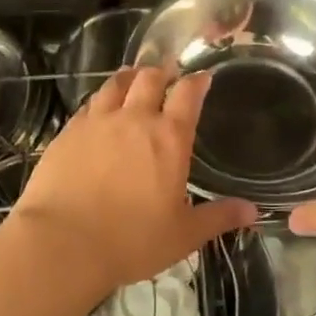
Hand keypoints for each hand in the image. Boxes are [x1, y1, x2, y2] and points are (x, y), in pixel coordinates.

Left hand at [9, 65, 257, 300]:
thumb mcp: (183, 235)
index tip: (202, 77)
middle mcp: (134, 119)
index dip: (197, 81)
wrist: (63, 243)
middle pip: (150, 78)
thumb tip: (252, 211)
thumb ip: (218, 217)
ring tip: (134, 78)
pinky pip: (89, 104)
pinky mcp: (68, 131)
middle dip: (163, 72)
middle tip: (168, 75)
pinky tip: (100, 108)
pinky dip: (101, 99)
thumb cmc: (131, 241)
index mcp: (169, 138)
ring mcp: (98, 122)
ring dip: (130, 77)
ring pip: (116, 83)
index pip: (188, 94)